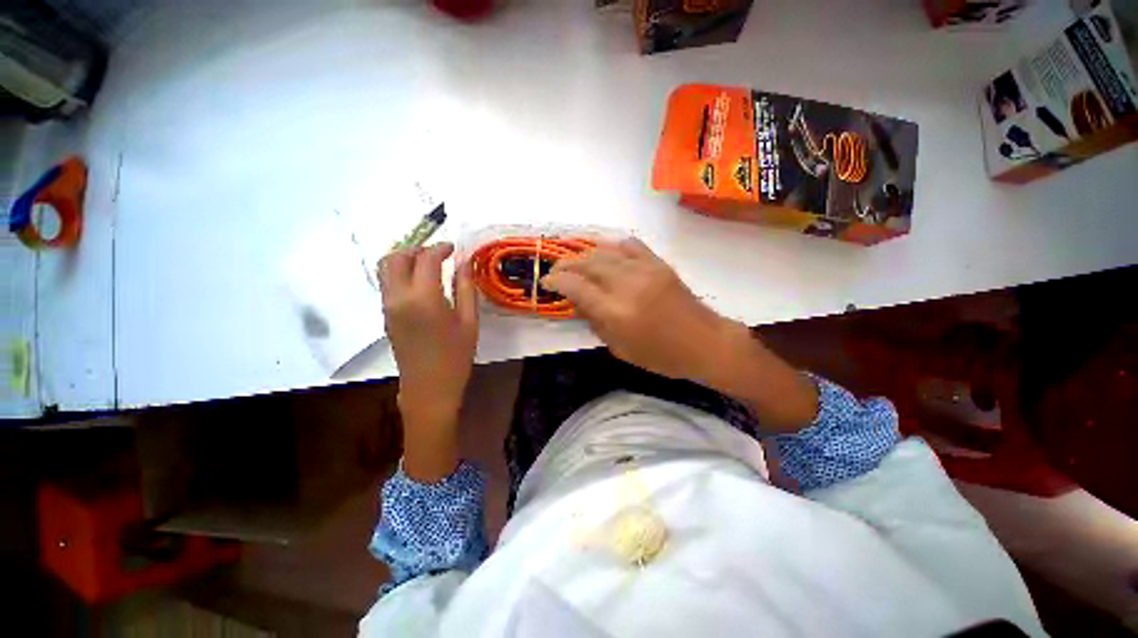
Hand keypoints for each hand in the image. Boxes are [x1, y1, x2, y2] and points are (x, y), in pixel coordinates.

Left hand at [378, 243, 478, 478]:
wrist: (429, 388)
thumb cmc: (456, 356)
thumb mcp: (469, 321)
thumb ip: (465, 288)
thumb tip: (464, 262)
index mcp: (423, 298)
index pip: (426, 259)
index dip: (440, 248)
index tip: (454, 248)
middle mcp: (399, 297)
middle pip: (396, 258)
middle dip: (417, 249)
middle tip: (439, 254)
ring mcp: (388, 306)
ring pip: (386, 269)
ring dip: (406, 260)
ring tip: (430, 266)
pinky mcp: (386, 315)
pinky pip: (388, 284)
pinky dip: (401, 274)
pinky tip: (422, 283)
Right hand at [542, 238, 816, 430]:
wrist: (705, 343)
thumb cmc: (661, 356)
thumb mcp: (620, 349)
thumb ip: (595, 322)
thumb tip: (577, 301)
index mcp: (617, 312)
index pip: (576, 287)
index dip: (556, 281)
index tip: (545, 281)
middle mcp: (627, 285)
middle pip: (587, 263)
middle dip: (565, 264)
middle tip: (556, 270)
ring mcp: (645, 270)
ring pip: (605, 251)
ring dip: (584, 254)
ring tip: (575, 262)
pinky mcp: (659, 263)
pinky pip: (630, 245)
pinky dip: (612, 246)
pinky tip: (606, 254)